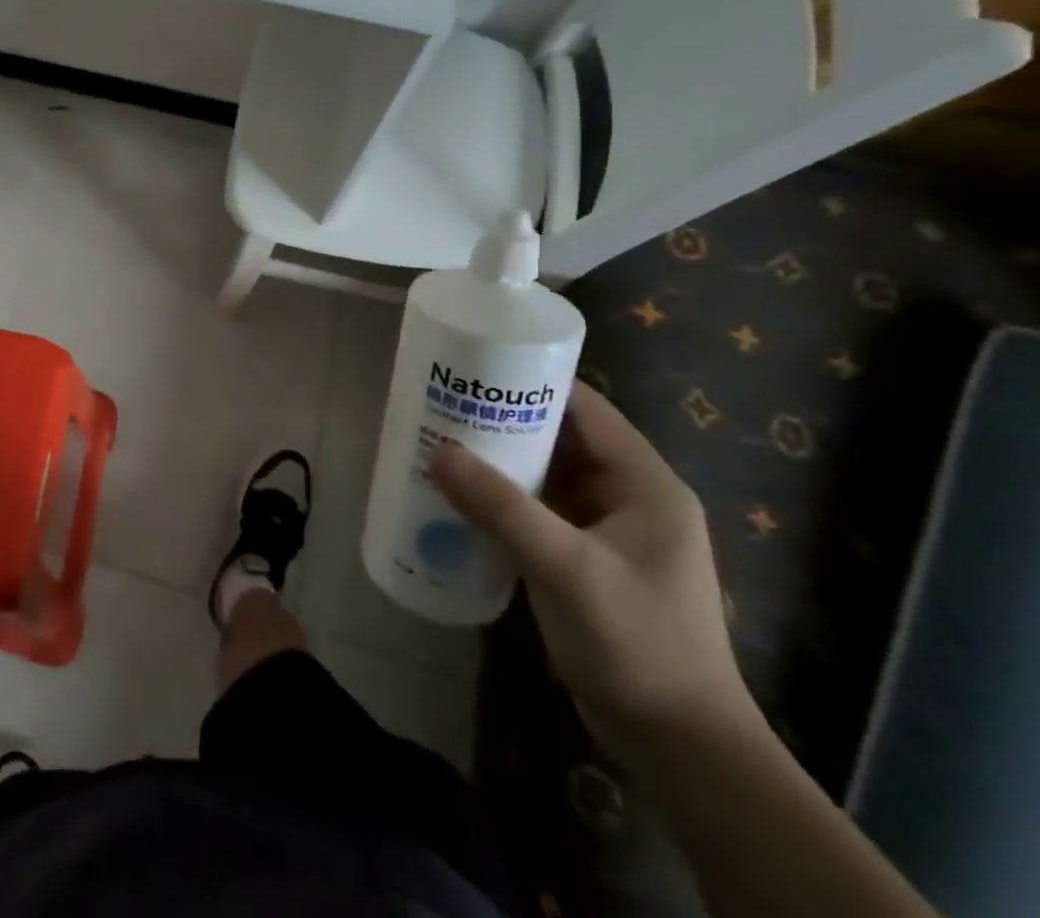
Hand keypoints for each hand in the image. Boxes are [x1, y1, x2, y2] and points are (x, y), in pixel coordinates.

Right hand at [432, 382, 747, 762]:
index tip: (472, 369)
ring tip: (440, 444)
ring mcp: (609, 531)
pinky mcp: (587, 560)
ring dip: (499, 462)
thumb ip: (502, 507)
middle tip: (442, 406)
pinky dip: (503, 500)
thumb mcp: (566, 569)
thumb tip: (437, 450)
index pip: (585, 409)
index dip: (531, 383)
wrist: (680, 747)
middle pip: (560, 438)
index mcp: (645, 484)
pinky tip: (460, 499)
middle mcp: (630, 497)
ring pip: (546, 476)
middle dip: (502, 422)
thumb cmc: (638, 644)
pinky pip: (539, 511)